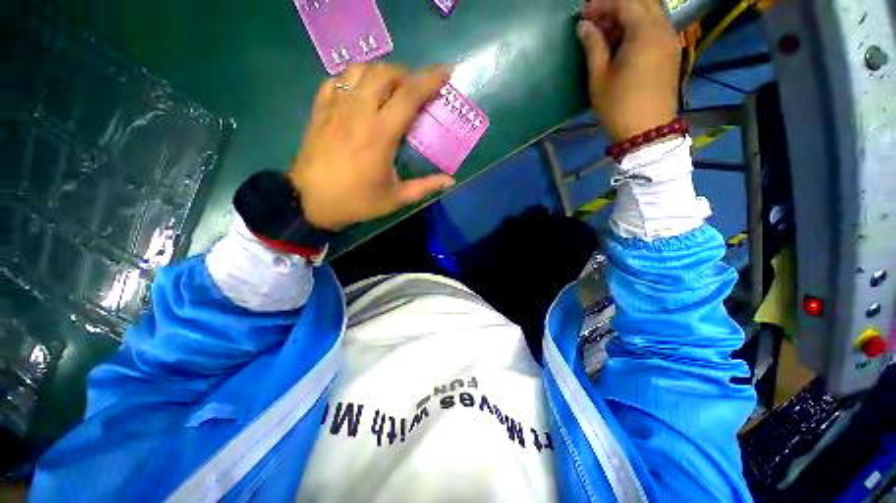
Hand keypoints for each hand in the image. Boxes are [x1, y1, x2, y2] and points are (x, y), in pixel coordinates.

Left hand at [288, 64, 454, 230]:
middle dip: (405, 74)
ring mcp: (336, 107)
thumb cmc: (357, 201)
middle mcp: (358, 112)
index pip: (409, 95)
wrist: (310, 201)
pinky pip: (337, 79)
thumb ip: (425, 187)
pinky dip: (353, 79)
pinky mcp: (320, 109)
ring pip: (360, 70)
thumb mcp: (396, 198)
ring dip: (380, 72)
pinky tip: (359, 92)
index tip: (445, 72)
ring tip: (389, 88)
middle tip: (414, 89)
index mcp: (381, 134)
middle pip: (384, 73)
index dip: (430, 79)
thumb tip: (450, 181)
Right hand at [578, 0, 680, 141]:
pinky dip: (638, 25)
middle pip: (642, 1)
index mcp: (644, 32)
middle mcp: (663, 28)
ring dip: (628, 15)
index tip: (583, 15)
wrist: (647, 130)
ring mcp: (670, 39)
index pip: (624, 2)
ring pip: (651, 12)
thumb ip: (593, 46)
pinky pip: (656, 26)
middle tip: (595, 20)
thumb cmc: (619, 106)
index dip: (602, 4)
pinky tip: (623, 41)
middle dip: (616, 5)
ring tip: (606, 32)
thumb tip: (584, 26)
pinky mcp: (671, 51)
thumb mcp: (599, 78)